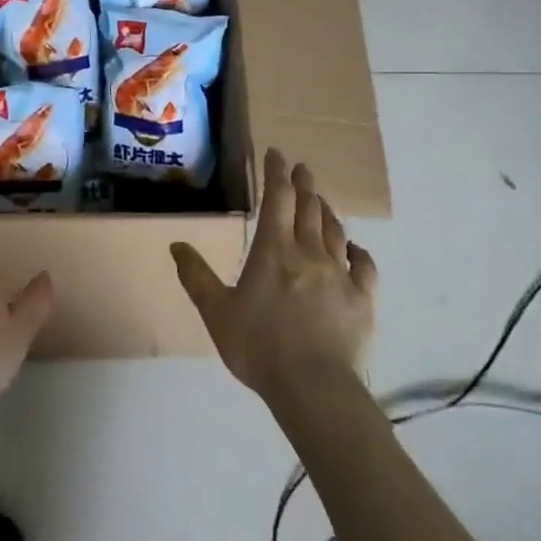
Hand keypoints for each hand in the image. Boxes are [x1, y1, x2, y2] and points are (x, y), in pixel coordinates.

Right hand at [171, 149, 376, 405]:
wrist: (314, 387)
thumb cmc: (259, 347)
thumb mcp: (216, 313)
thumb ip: (196, 276)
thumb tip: (176, 244)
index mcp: (274, 252)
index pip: (277, 199)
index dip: (276, 173)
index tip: (276, 153)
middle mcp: (309, 253)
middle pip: (309, 208)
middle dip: (304, 184)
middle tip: (301, 168)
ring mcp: (340, 275)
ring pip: (334, 231)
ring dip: (326, 211)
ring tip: (321, 201)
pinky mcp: (362, 299)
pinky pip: (364, 265)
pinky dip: (358, 251)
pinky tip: (354, 248)